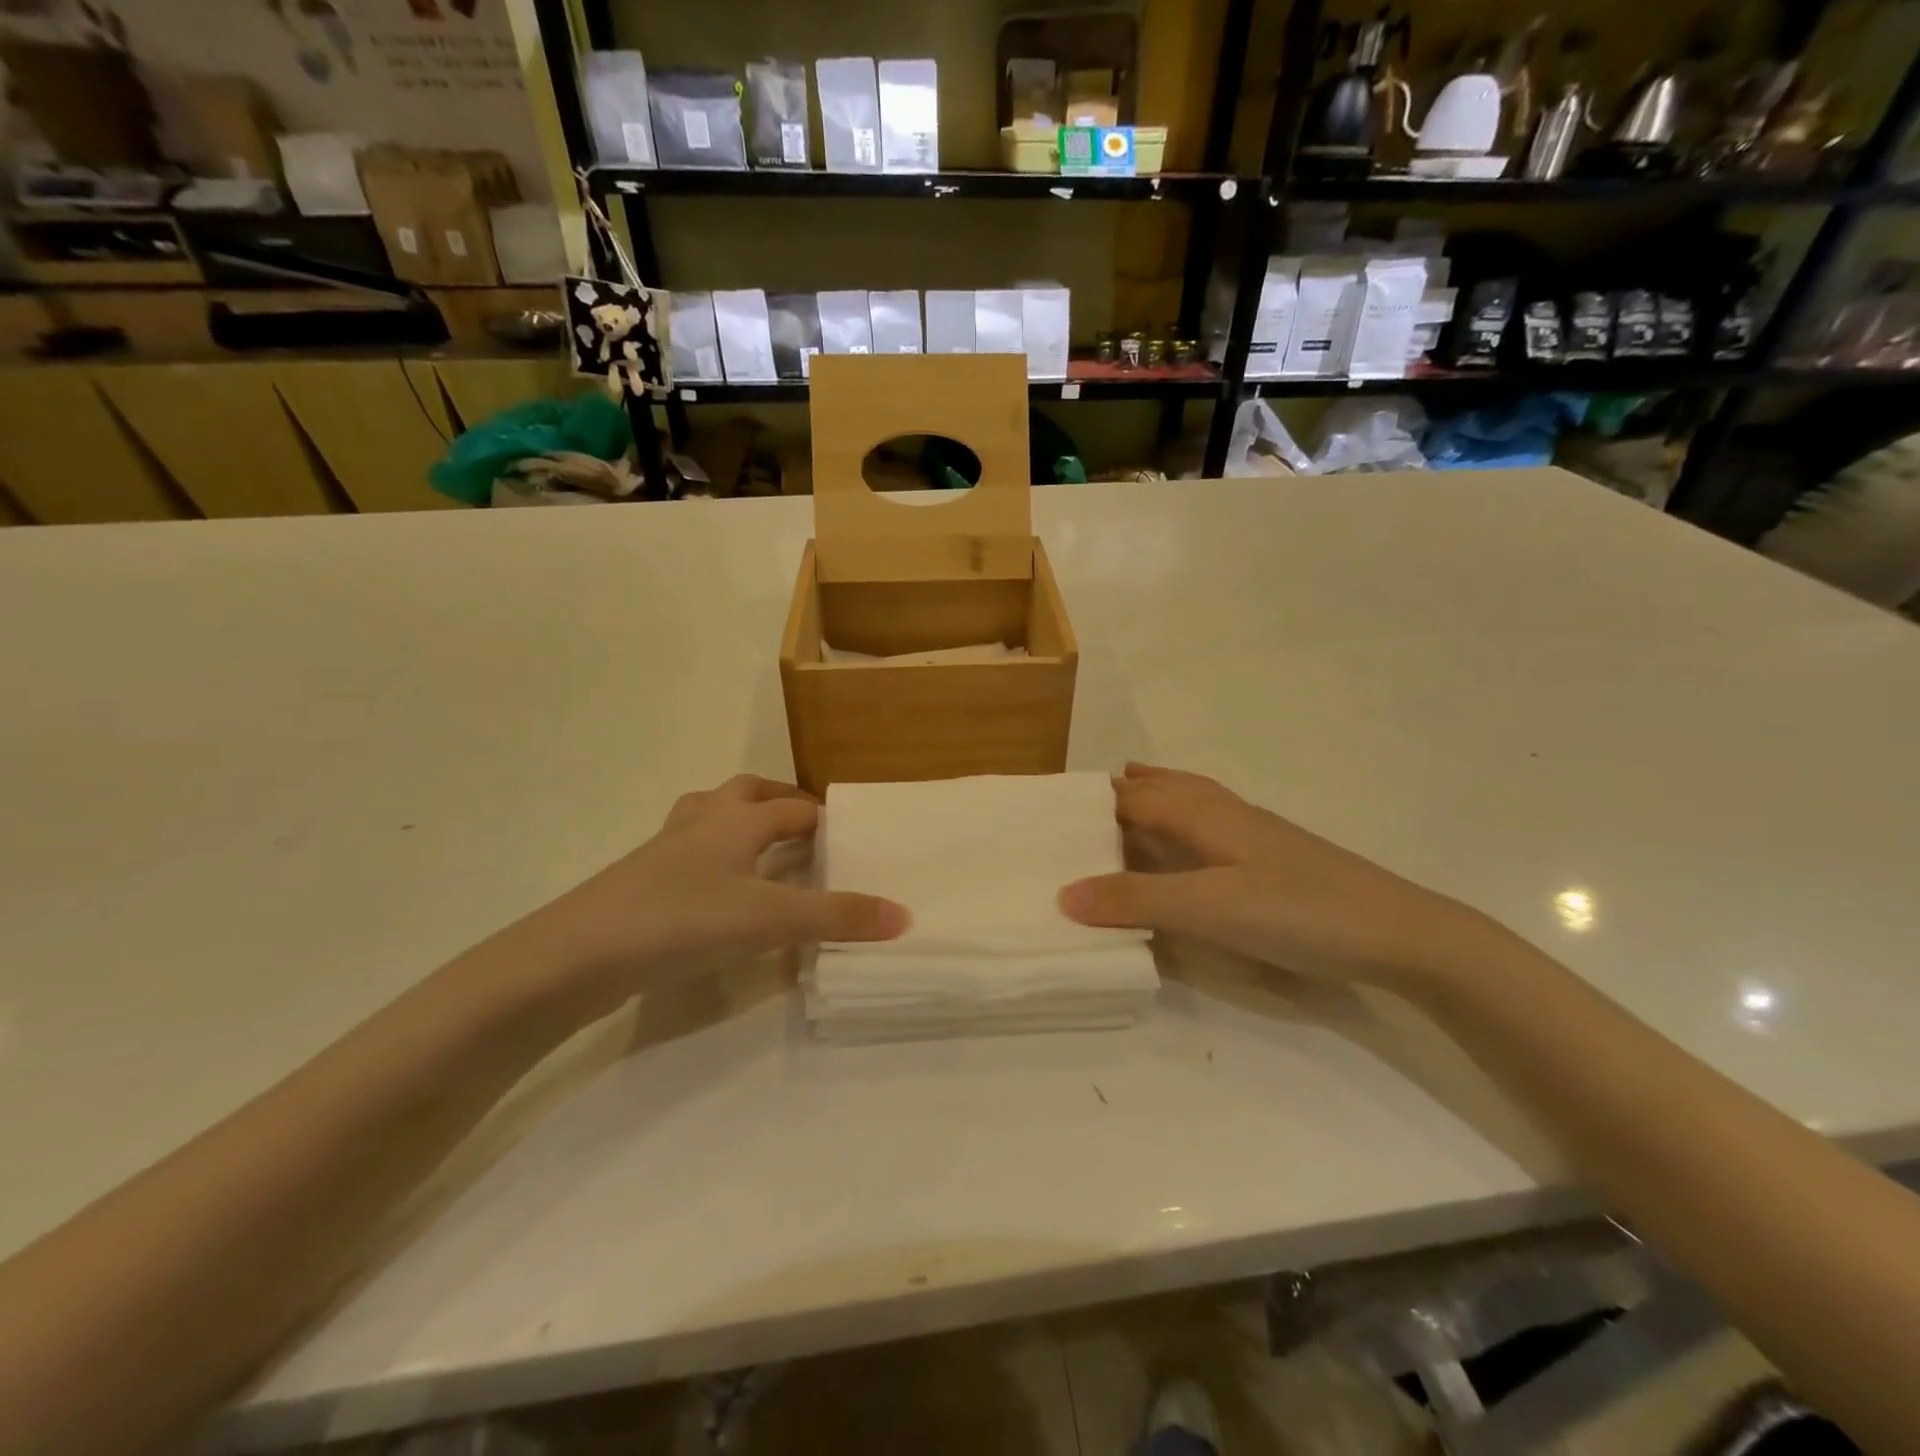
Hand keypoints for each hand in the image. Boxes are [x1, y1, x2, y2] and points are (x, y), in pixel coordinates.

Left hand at [511, 775, 907, 1017]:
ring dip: (739, 821)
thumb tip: (905, 915)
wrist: (574, 956)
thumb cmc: (680, 920)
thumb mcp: (768, 919)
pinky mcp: (641, 881)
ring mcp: (665, 850)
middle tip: (807, 826)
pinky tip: (718, 892)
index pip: (792, 806)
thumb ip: (836, 917)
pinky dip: (712, 858)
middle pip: (745, 793)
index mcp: (735, 820)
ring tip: (763, 848)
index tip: (851, 831)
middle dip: (779, 802)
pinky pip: (687, 853)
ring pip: (709, 816)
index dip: (823, 815)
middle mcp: (701, 823)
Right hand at [1058, 764, 1493, 988]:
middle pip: (1165, 788)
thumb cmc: (1297, 911)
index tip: (1054, 811)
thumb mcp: (1207, 908)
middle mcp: (1226, 814)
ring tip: (1130, 799)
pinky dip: (1184, 823)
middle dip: (1124, 790)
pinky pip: (1212, 826)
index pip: (1135, 796)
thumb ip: (1137, 900)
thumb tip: (1063, 894)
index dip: (1095, 801)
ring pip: (1193, 802)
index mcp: (1205, 814)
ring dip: (1157, 798)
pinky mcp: (1274, 860)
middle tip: (1084, 803)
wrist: (1400, 933)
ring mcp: (1255, 835)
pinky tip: (1191, 845)